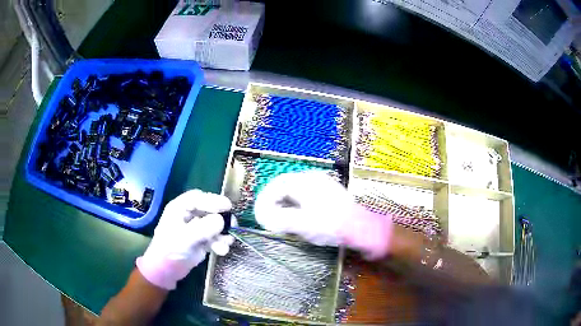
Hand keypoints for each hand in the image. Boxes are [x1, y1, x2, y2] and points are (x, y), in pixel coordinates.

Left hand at [136, 189, 234, 289]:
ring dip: (222, 234)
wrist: (166, 271)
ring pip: (214, 225)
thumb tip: (222, 220)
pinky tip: (222, 250)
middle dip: (221, 218)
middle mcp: (188, 216)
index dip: (213, 200)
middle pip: (208, 210)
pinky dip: (220, 243)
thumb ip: (203, 228)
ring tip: (227, 242)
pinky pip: (214, 238)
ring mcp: (195, 229)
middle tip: (233, 224)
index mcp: (179, 209)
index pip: (198, 198)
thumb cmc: (169, 250)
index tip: (227, 206)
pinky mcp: (201, 241)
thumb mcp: (185, 238)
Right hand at [254, 171, 392, 259]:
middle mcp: (314, 179)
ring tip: (281, 219)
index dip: (265, 199)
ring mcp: (324, 186)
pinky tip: (299, 218)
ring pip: (296, 192)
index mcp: (306, 182)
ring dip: (285, 204)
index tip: (261, 213)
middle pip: (286, 187)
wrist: (362, 228)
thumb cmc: (331, 225)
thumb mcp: (302, 224)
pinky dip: (297, 206)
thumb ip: (279, 220)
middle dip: (274, 202)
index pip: (278, 185)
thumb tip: (264, 218)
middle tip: (269, 216)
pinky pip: (306, 197)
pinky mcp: (330, 196)